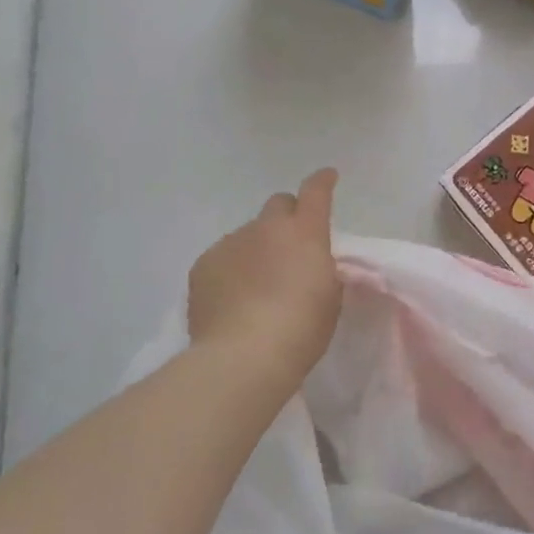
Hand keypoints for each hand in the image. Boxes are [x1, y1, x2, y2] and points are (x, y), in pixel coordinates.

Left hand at [187, 169, 342, 388]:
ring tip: (257, 286)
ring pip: (248, 234)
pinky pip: (223, 257)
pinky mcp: (204, 264)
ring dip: (257, 249)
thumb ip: (322, 270)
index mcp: (305, 233)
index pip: (316, 192)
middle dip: (287, 217)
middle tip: (290, 247)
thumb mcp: (330, 299)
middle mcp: (266, 227)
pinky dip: (231, 270)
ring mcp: (231, 243)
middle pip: (278, 205)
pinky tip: (233, 299)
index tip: (327, 177)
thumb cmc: (301, 330)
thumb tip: (310, 264)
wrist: (243, 356)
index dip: (323, 181)